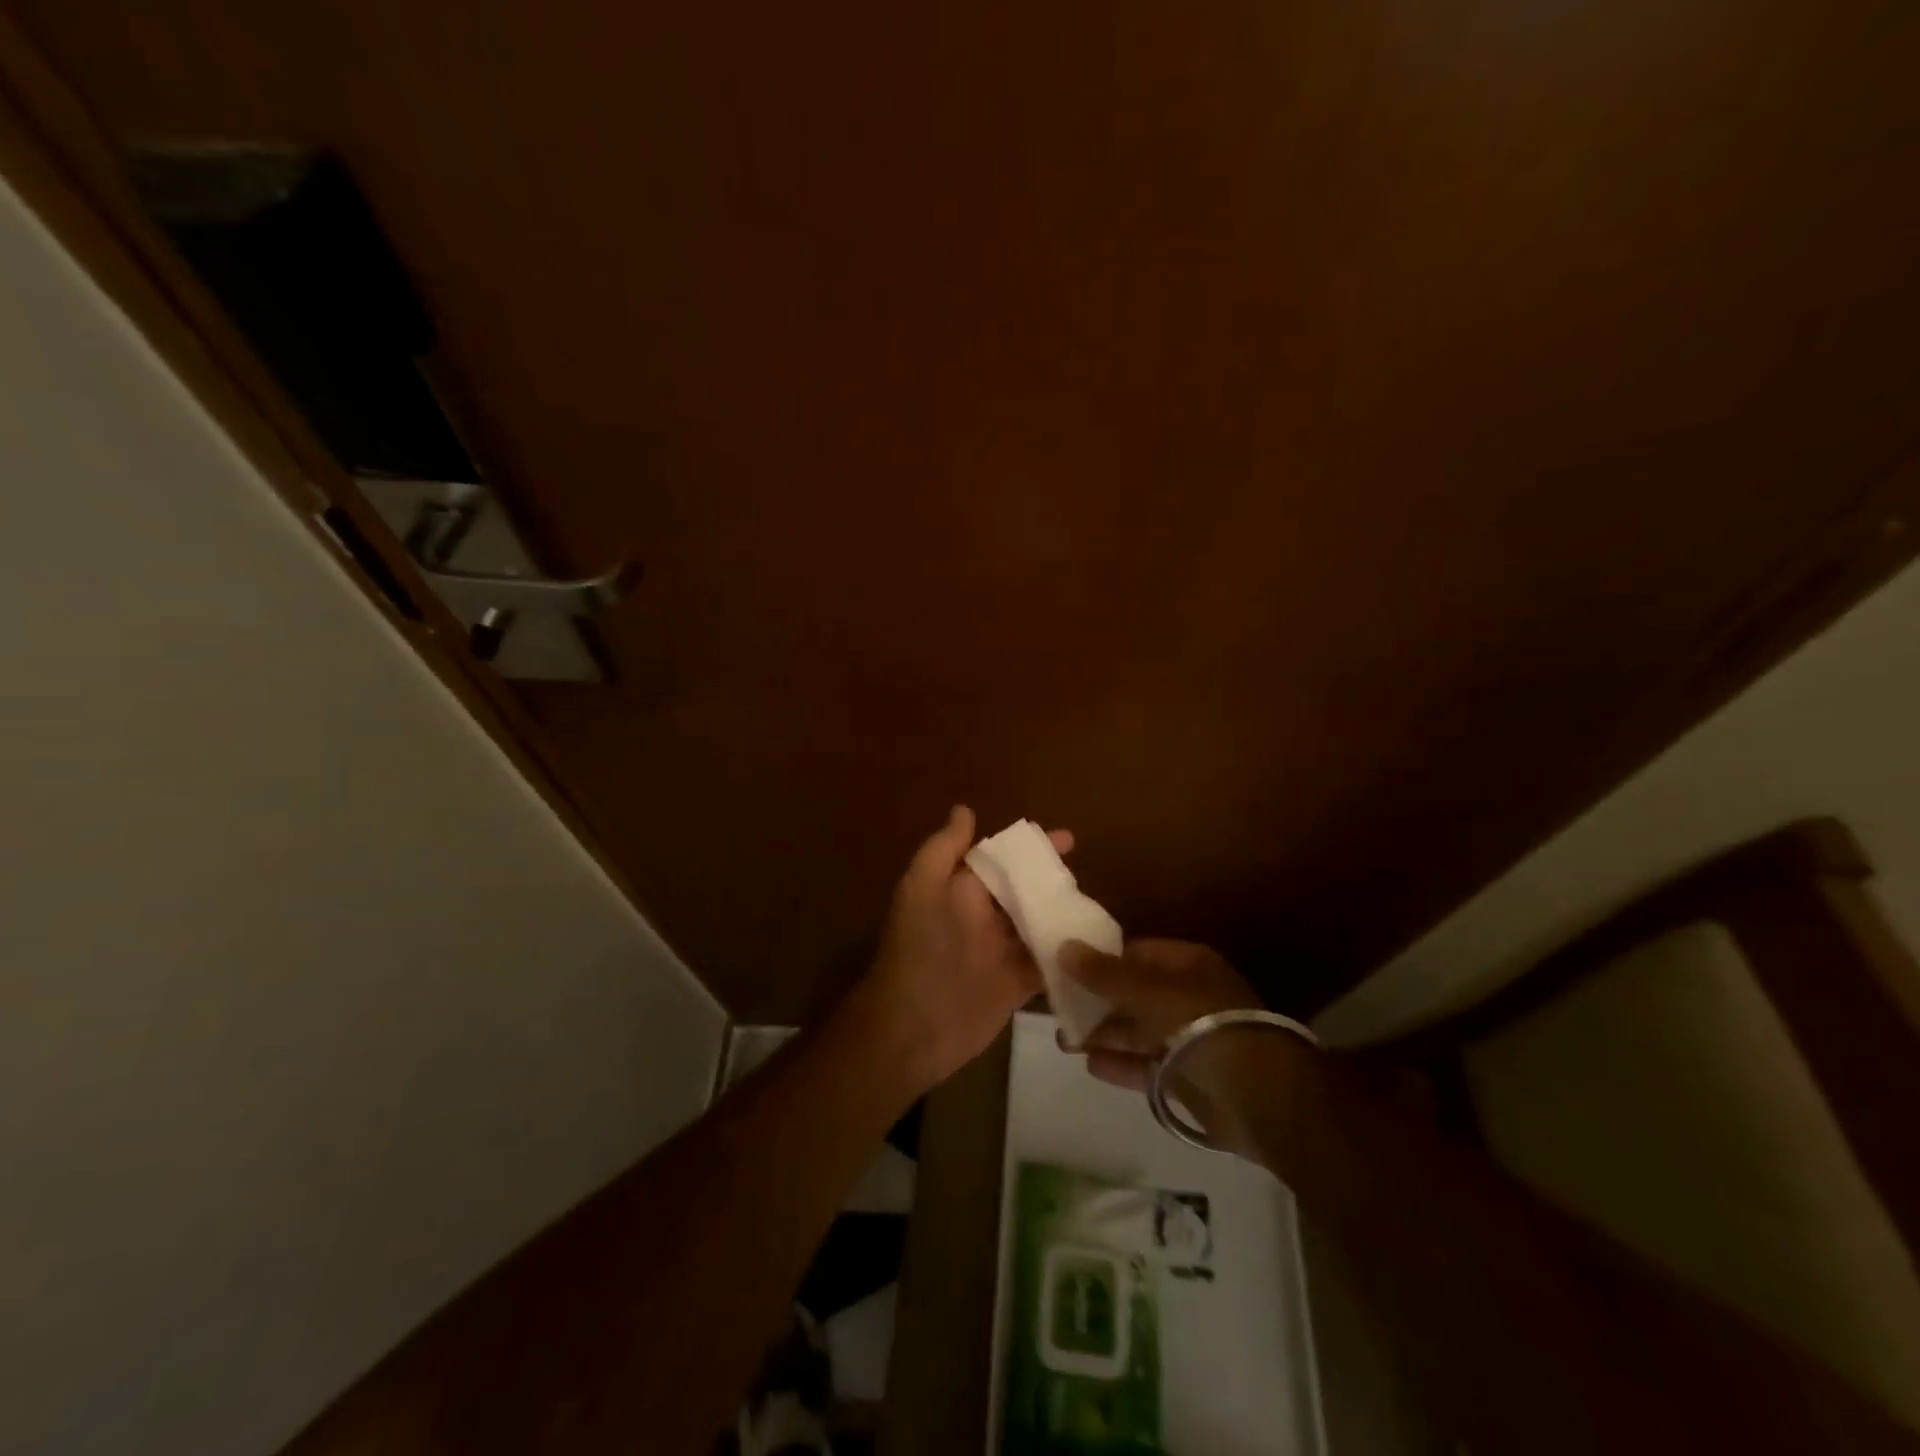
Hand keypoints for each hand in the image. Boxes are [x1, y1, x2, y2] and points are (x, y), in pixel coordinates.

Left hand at [857, 806, 1072, 1092]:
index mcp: (962, 891)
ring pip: (1039, 925)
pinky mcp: (1016, 986)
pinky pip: (1046, 965)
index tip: (1068, 840)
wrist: (912, 1029)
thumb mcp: (922, 890)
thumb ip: (943, 850)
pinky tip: (1096, 949)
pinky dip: (1066, 957)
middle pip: (1025, 892)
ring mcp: (1002, 953)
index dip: (1032, 849)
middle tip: (1091, 875)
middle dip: (1054, 881)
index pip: (1002, 860)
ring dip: (1063, 916)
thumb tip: (964, 809)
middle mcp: (984, 917)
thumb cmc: (919, 952)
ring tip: (1099, 907)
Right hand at [1058, 938, 1262, 1091]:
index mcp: (1186, 965)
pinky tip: (1091, 1064)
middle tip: (1059, 1009)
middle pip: (1134, 993)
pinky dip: (1120, 1064)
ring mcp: (1188, 1038)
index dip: (1102, 958)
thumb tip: (1064, 946)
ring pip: (1138, 1031)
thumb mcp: (1148, 991)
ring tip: (1065, 1041)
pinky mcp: (1186, 1077)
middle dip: (1097, 1001)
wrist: (1257, 1096)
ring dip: (1103, 1034)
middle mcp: (1187, 996)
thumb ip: (1104, 973)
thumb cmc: (1201, 1025)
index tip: (1066, 968)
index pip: (1136, 953)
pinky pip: (1146, 1065)